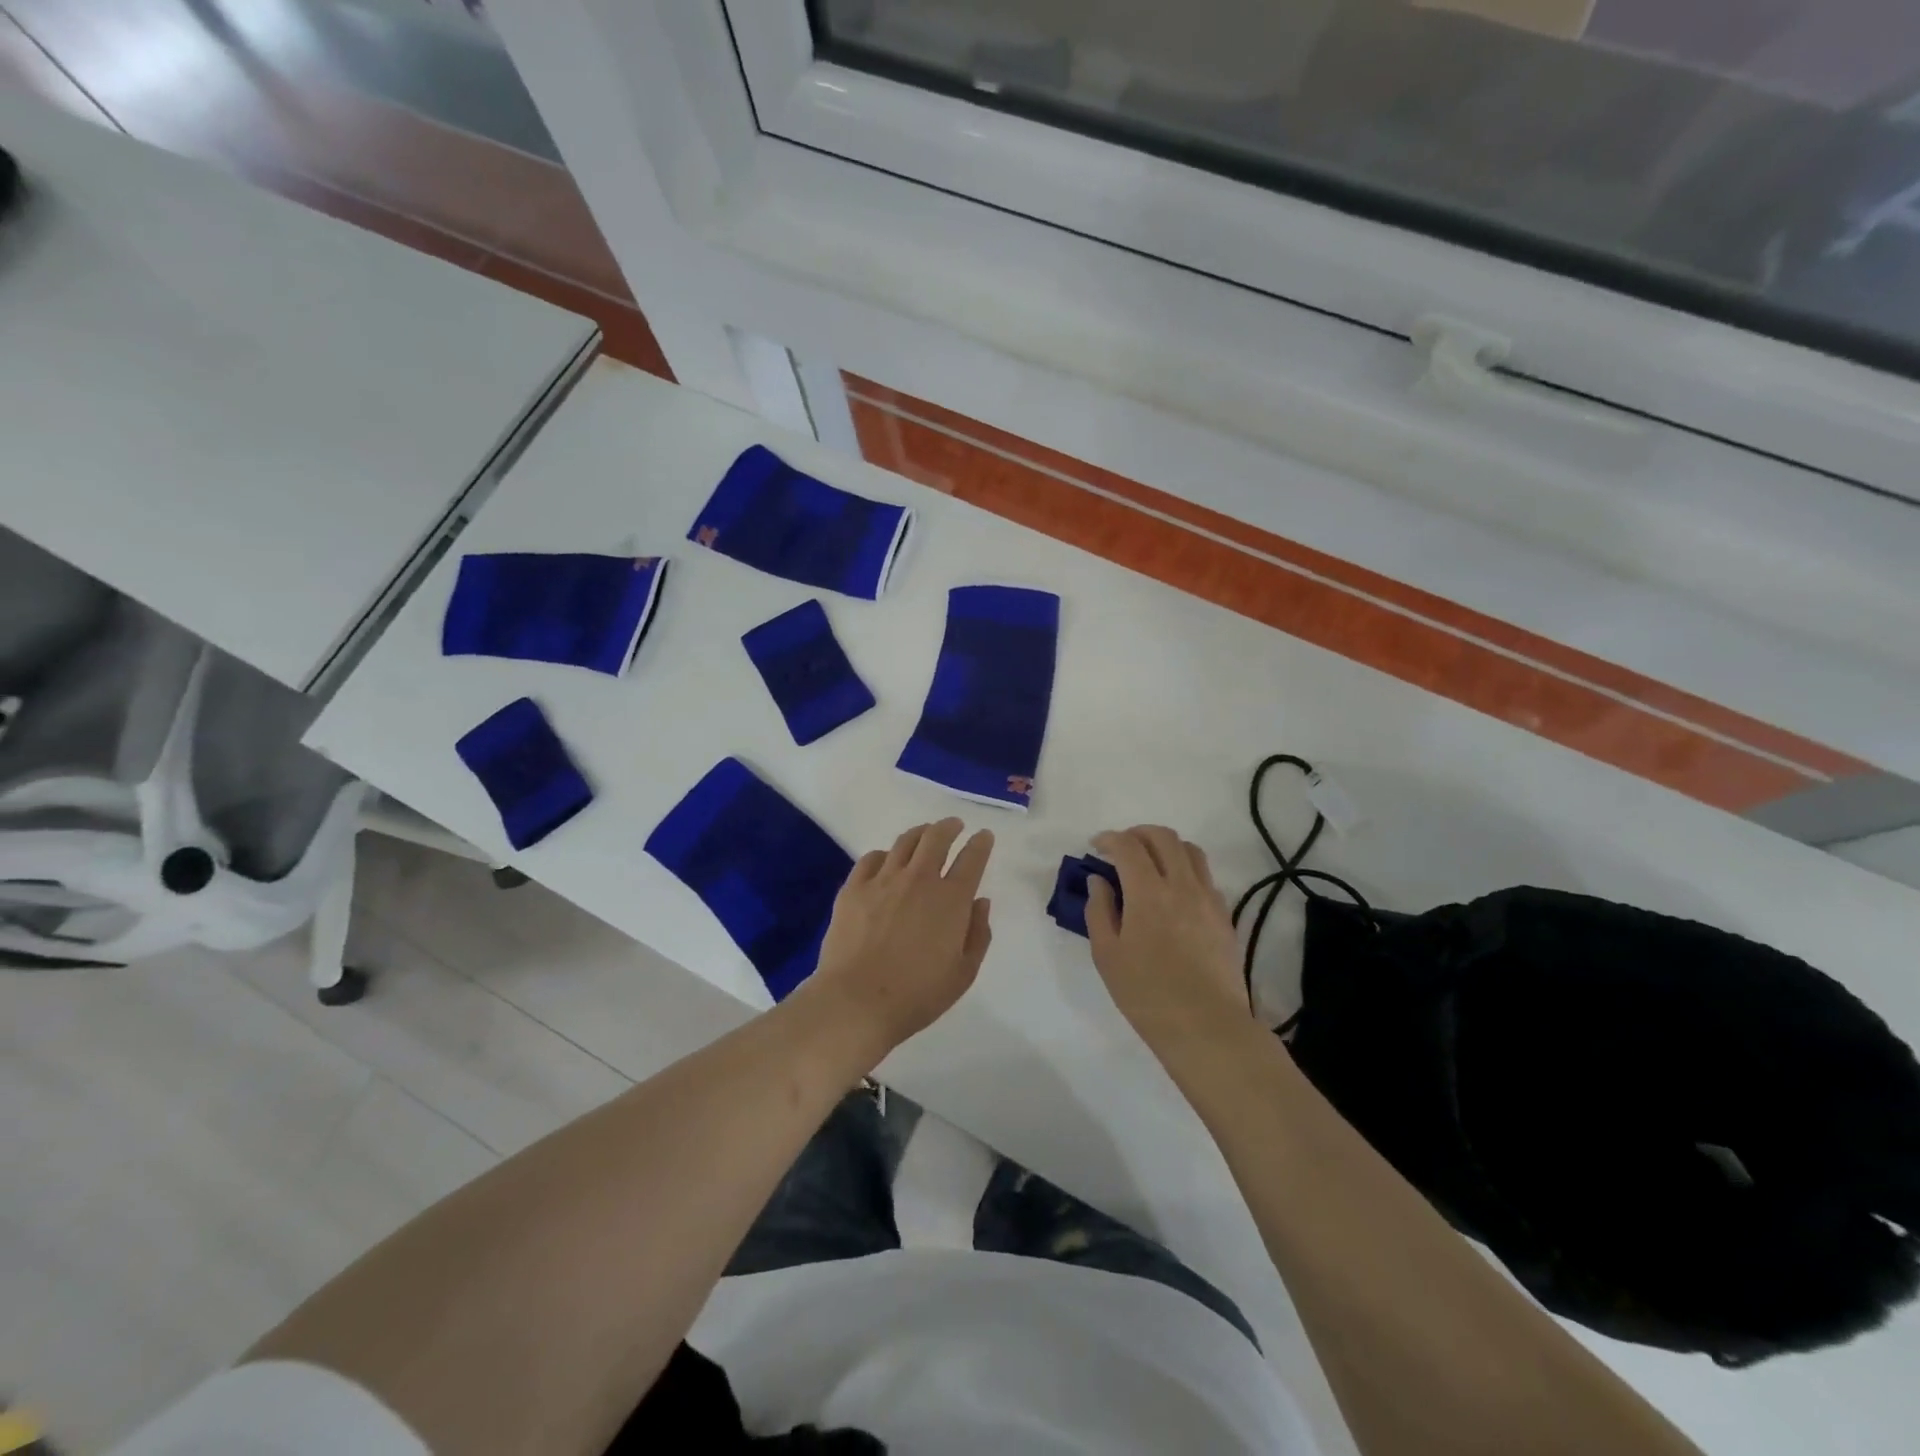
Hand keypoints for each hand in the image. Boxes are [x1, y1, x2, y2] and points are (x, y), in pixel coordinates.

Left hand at [807, 818, 994, 1052]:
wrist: (857, 1001)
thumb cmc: (917, 995)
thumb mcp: (963, 973)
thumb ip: (978, 934)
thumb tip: (980, 902)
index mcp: (951, 900)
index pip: (972, 859)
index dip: (981, 844)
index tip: (984, 836)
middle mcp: (919, 880)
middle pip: (937, 838)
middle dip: (949, 827)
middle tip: (954, 825)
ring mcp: (883, 880)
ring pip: (905, 842)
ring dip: (920, 833)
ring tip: (924, 834)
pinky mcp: (853, 888)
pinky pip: (872, 858)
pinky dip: (885, 854)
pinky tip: (886, 860)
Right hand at [1086, 826, 1250, 1053]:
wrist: (1206, 1027)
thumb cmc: (1146, 994)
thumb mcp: (1107, 955)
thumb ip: (1100, 910)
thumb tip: (1099, 881)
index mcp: (1148, 892)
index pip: (1128, 846)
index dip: (1109, 839)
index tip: (1096, 846)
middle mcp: (1182, 885)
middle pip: (1163, 837)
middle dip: (1138, 833)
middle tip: (1122, 848)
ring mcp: (1208, 899)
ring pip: (1191, 851)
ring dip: (1166, 847)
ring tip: (1150, 863)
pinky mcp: (1225, 916)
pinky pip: (1205, 877)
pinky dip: (1186, 870)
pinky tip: (1174, 893)